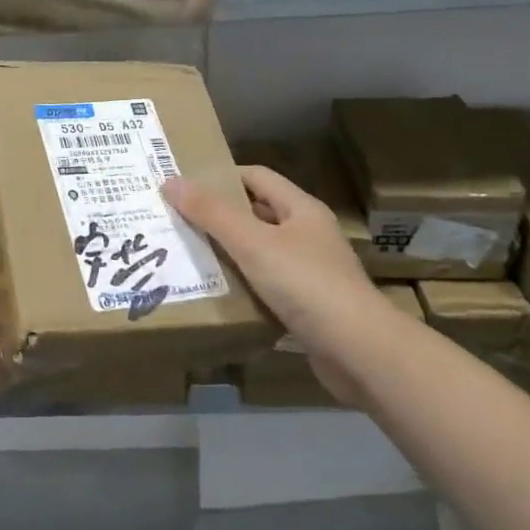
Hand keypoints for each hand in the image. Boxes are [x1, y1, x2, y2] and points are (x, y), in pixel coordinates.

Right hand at [164, 166, 398, 403]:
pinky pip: (266, 288)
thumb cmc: (306, 284)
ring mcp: (311, 273)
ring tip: (187, 257)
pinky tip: (216, 295)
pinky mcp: (308, 308)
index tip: (184, 185)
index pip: (256, 177)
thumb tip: (170, 182)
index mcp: (301, 210)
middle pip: (257, 215)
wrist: (359, 352)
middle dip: (218, 217)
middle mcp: (308, 236)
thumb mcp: (252, 243)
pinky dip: (242, 289)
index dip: (221, 176)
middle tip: (176, 221)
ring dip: (228, 255)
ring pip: (260, 254)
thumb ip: (211, 213)